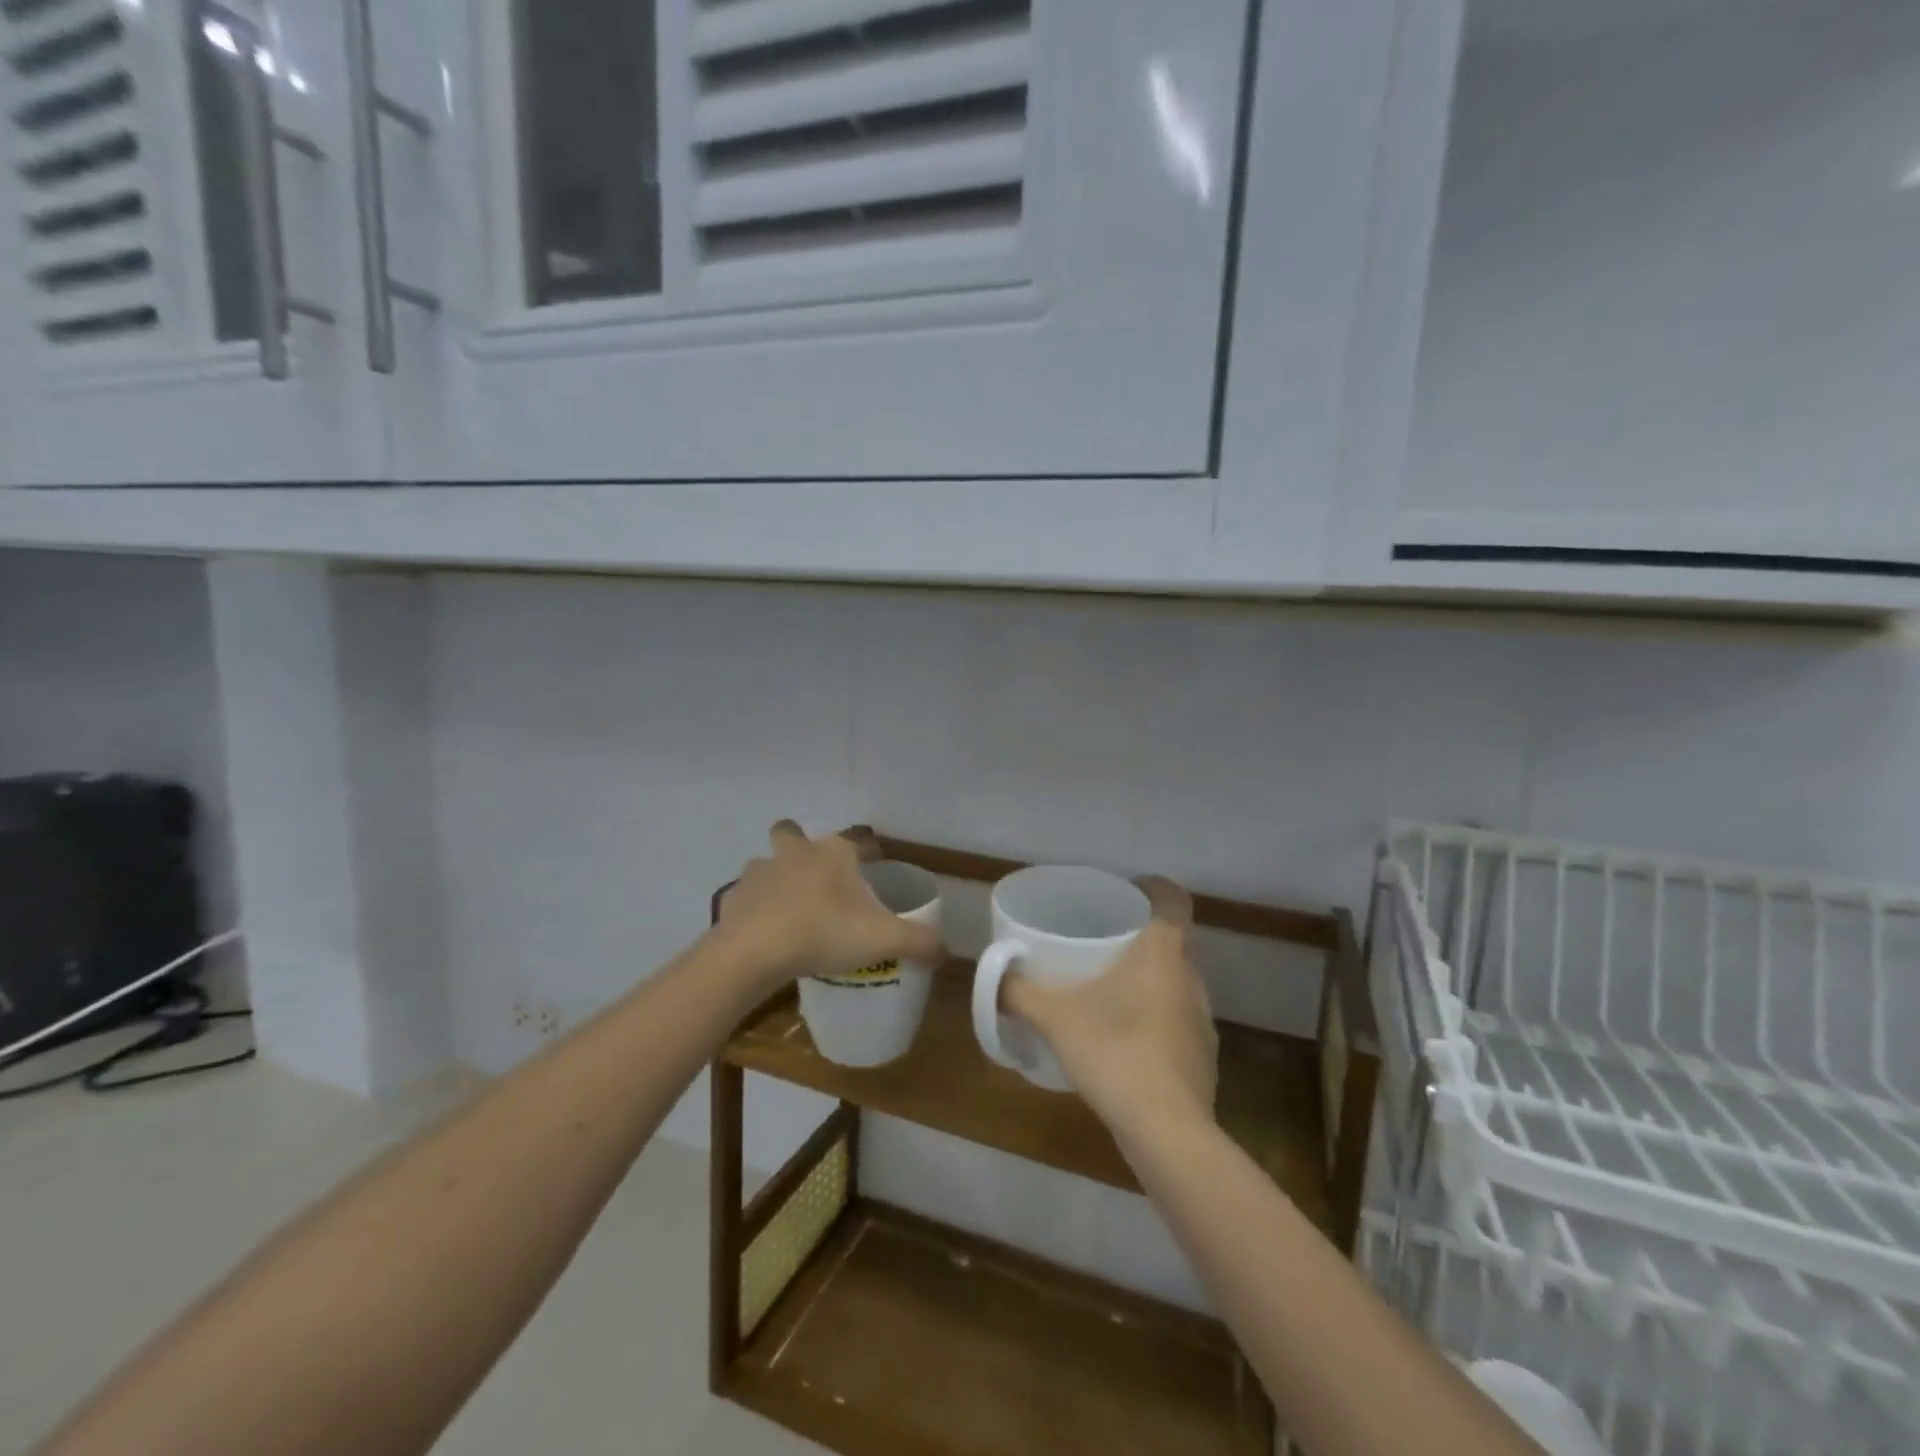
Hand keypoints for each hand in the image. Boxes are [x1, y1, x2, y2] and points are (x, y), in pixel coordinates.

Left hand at [717, 822, 944, 990]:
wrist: (755, 953)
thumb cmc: (825, 933)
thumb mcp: (884, 940)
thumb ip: (919, 942)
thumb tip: (944, 951)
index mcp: (834, 853)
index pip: (860, 840)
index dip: (871, 851)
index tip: (877, 867)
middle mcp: (795, 851)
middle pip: (794, 832)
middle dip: (802, 846)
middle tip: (817, 880)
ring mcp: (759, 871)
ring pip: (767, 863)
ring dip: (776, 879)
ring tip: (789, 910)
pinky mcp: (734, 897)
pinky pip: (747, 897)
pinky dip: (754, 909)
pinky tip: (764, 933)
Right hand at [1003, 877, 1217, 1137]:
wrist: (1168, 1132)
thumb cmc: (1116, 1053)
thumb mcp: (1055, 1017)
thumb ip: (1019, 991)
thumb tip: (992, 974)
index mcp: (1164, 952)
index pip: (1174, 899)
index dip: (1154, 888)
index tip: (1127, 891)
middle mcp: (1191, 977)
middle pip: (1173, 939)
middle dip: (1142, 934)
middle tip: (1103, 939)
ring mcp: (1202, 1019)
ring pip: (1176, 980)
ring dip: (1149, 978)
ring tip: (1109, 987)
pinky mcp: (1203, 1056)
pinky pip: (1177, 1018)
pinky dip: (1155, 1017)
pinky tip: (1125, 1038)